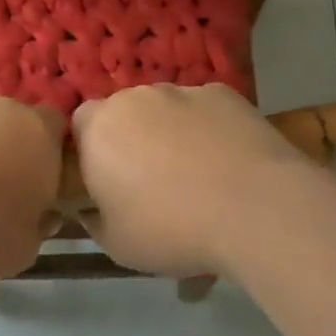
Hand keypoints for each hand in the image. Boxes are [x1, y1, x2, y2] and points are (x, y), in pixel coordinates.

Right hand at [72, 83, 319, 276]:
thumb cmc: (172, 228)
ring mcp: (180, 91)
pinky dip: (208, 130)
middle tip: (152, 183)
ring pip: (165, 110)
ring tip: (198, 177)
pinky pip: (204, 111)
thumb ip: (94, 221)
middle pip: (124, 113)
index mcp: (98, 128)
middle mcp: (133, 98)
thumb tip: (91, 210)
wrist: (255, 207)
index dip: (91, 151)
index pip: (79, 125)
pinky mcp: (222, 93)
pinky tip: (228, 163)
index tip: (107, 182)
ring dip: (170, 134)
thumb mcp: (117, 245)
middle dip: (132, 141)